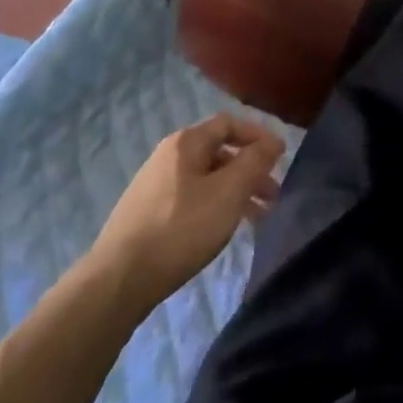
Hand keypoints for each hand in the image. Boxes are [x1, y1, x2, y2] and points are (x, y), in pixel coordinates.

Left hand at [92, 114, 284, 308]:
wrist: (120, 278)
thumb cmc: (182, 227)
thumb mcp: (229, 191)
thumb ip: (255, 162)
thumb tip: (274, 141)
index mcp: (185, 143)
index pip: (229, 123)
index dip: (259, 135)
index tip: (282, 157)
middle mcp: (168, 157)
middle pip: (219, 152)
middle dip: (251, 169)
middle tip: (274, 194)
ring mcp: (156, 185)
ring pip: (208, 178)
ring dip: (237, 191)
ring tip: (259, 217)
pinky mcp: (150, 213)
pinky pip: (193, 198)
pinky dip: (217, 206)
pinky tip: (226, 228)